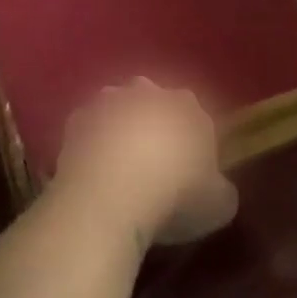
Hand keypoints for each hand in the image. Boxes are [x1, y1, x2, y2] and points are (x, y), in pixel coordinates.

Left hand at [52, 78, 238, 246]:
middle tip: (153, 166)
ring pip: (118, 111)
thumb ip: (220, 189)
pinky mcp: (76, 119)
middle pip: (154, 104)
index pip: (194, 116)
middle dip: (154, 126)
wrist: (109, 197)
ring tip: (119, 170)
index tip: (189, 171)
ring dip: (120, 130)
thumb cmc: (174, 198)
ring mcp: (109, 101)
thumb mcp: (219, 205)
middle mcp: (149, 92)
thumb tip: (216, 189)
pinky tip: (92, 174)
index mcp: (187, 106)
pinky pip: (88, 130)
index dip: (192, 142)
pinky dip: (91, 145)